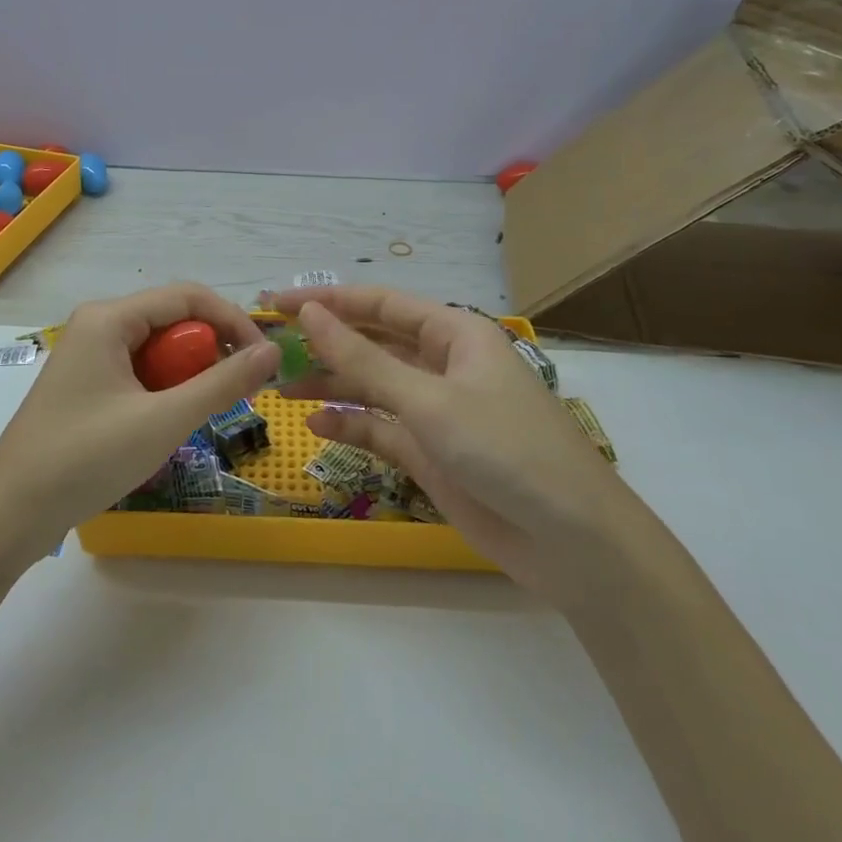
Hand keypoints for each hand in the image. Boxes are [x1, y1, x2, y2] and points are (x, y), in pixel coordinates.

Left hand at [0, 284, 278, 567]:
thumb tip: (271, 353)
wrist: (10, 514)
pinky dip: (163, 390)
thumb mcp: (164, 420)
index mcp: (109, 318)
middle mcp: (97, 324)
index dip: (233, 321)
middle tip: (233, 395)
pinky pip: (138, 370)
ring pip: (157, 349)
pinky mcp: (84, 383)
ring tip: (197, 414)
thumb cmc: (87, 459)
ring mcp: (87, 354)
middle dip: (209, 352)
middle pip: (172, 320)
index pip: (188, 296)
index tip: (264, 360)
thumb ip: (222, 383)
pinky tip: (165, 423)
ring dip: (187, 375)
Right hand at [271, 287, 625, 603]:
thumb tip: (310, 313)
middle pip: (373, 343)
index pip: (379, 304)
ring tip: (281, 388)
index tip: (276, 303)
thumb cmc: (505, 449)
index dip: (327, 300)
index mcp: (454, 333)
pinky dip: (351, 424)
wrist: (571, 541)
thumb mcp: (428, 399)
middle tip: (270, 347)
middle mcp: (443, 364)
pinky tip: (317, 426)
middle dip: (325, 343)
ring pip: (372, 386)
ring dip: (331, 385)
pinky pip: (381, 428)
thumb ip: (364, 359)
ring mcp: (437, 410)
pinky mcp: (432, 452)